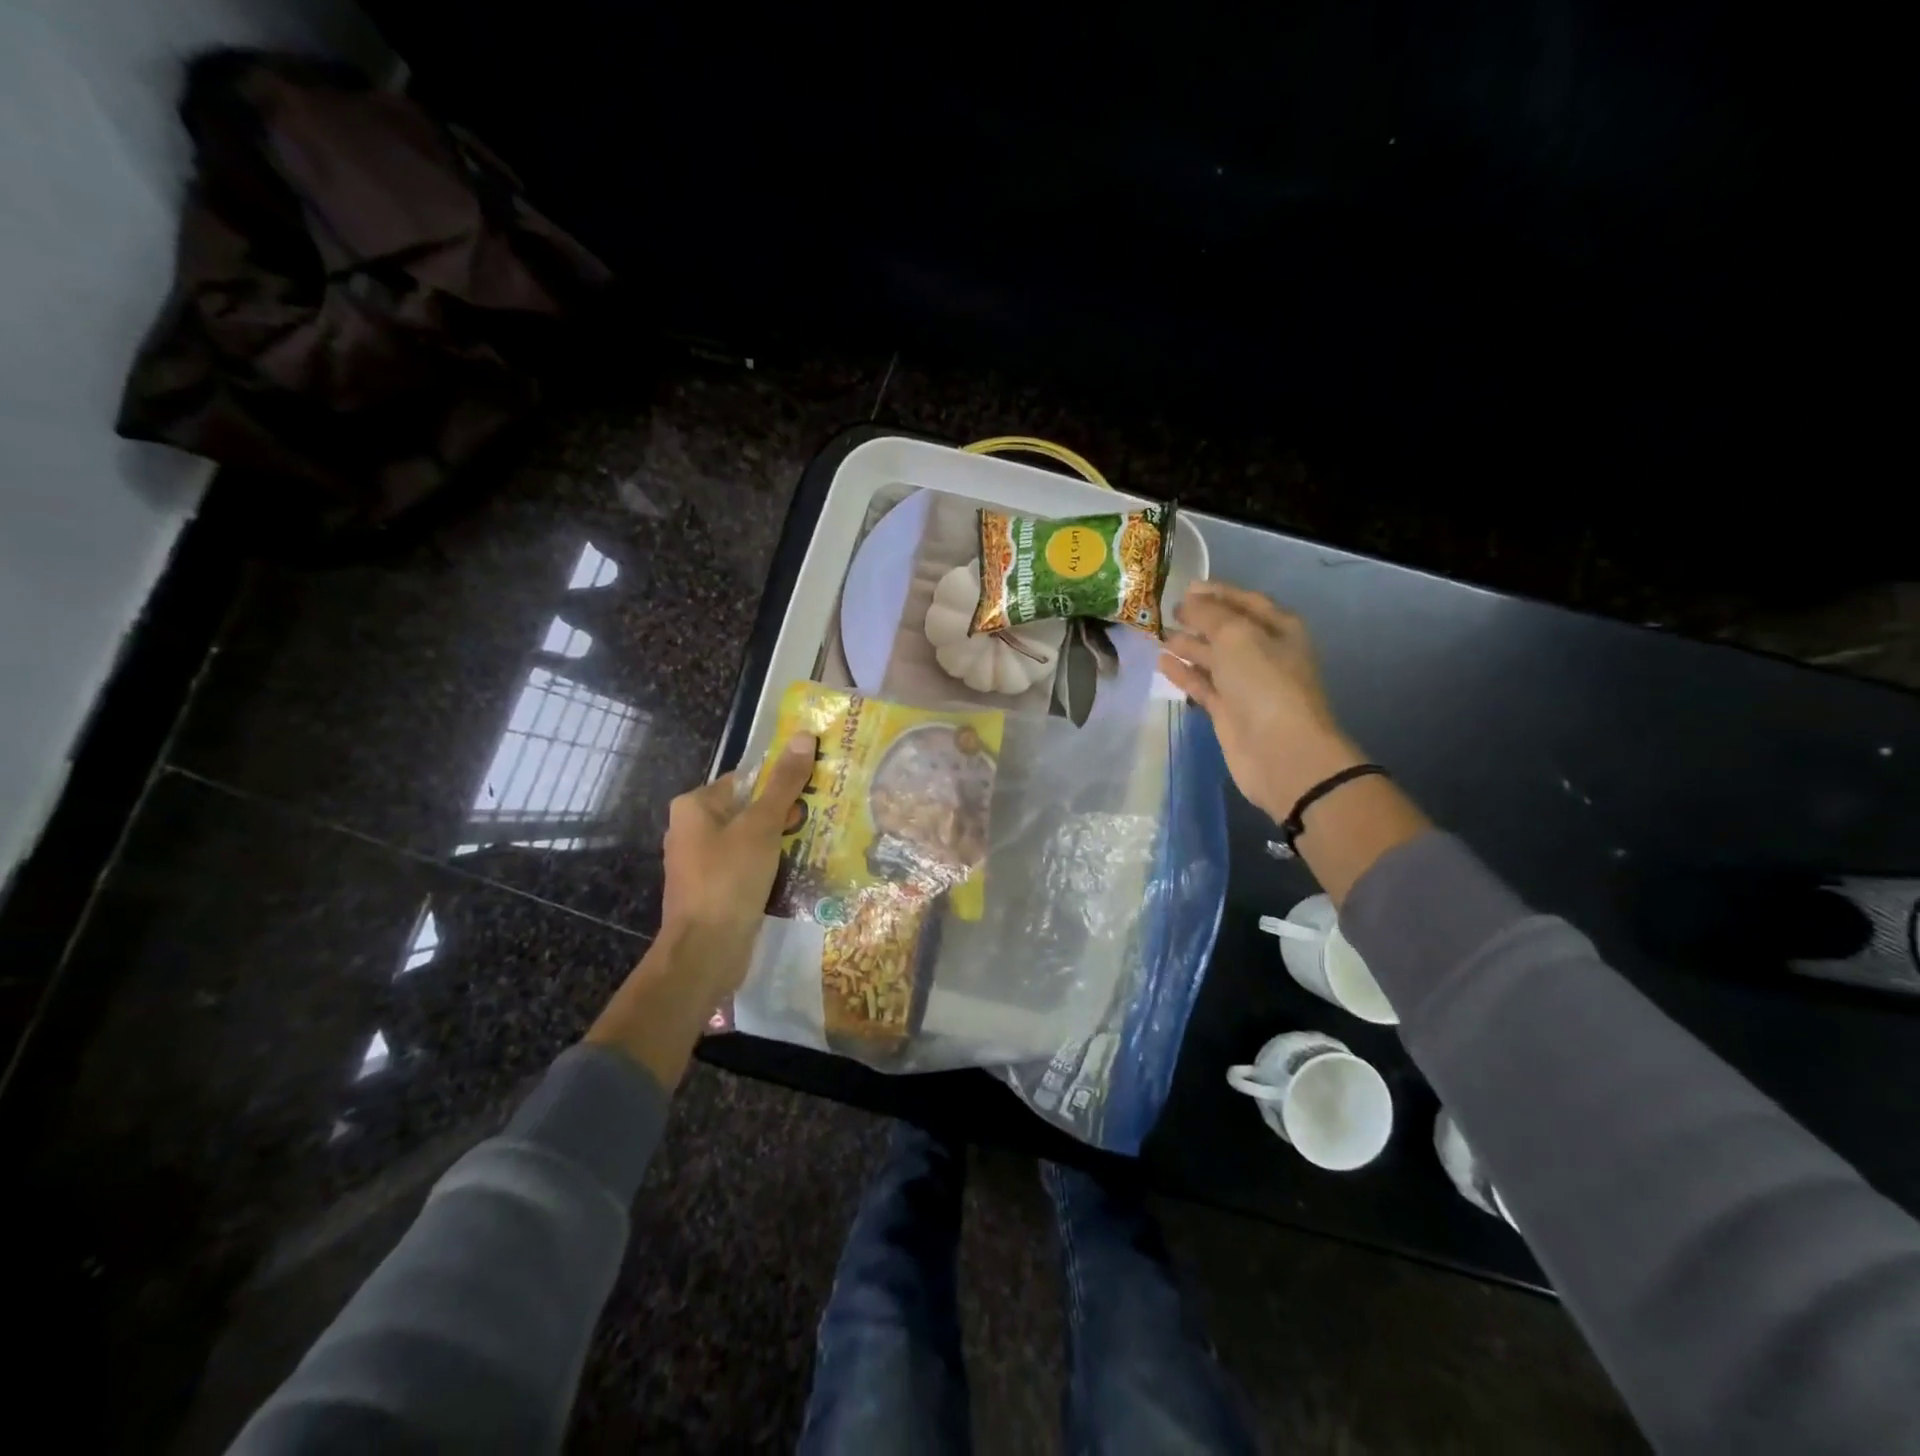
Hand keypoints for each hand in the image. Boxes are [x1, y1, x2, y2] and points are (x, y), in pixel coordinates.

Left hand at [656, 732, 818, 993]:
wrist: (706, 952)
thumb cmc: (729, 879)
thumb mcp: (762, 826)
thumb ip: (784, 783)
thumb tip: (804, 736)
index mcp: (694, 806)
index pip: (745, 779)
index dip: (781, 781)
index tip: (816, 788)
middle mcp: (692, 830)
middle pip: (749, 809)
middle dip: (784, 813)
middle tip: (824, 815)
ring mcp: (702, 863)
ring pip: (751, 840)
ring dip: (781, 841)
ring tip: (818, 841)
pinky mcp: (714, 890)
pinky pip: (748, 866)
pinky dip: (770, 866)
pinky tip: (798, 870)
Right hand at [1159, 582, 1364, 821]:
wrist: (1281, 751)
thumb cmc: (1264, 683)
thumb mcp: (1236, 636)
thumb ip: (1209, 614)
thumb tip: (1189, 601)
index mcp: (1278, 628)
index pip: (1244, 601)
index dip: (1216, 592)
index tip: (1184, 587)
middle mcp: (1263, 653)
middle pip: (1227, 629)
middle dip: (1199, 619)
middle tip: (1166, 612)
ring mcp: (1245, 684)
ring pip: (1212, 657)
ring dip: (1187, 645)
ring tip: (1157, 634)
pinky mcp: (1228, 710)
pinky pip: (1202, 684)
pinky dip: (1183, 673)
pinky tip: (1161, 662)